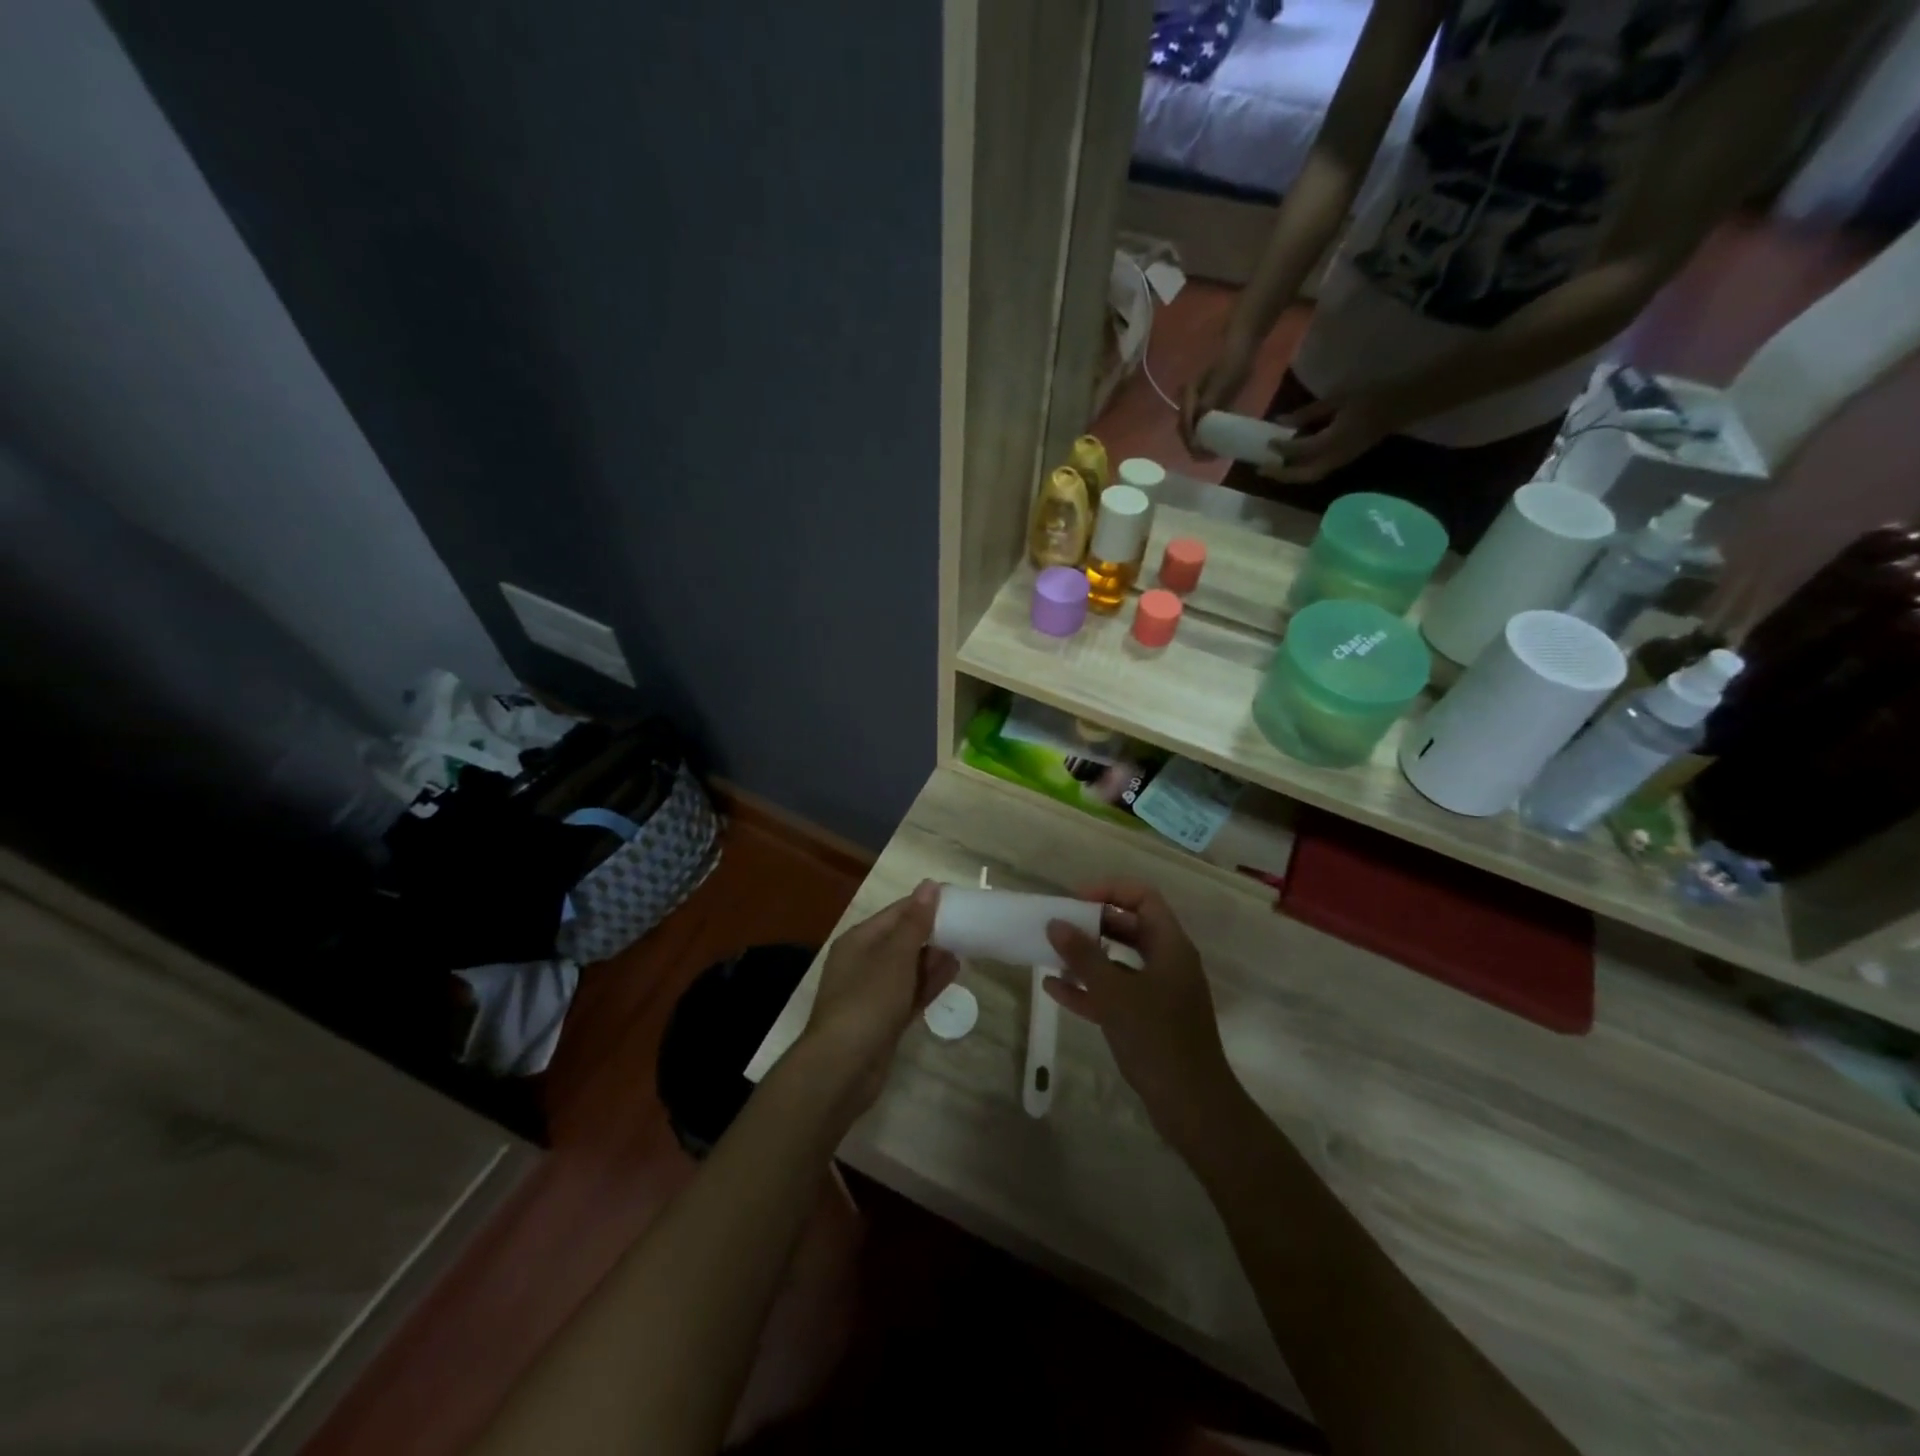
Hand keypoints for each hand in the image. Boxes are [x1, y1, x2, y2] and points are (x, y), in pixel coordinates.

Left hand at [801, 882, 959, 1112]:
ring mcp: (873, 993)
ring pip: (908, 967)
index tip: (958, 898)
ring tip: (966, 945)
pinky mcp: (884, 1020)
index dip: (925, 903)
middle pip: (902, 939)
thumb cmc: (868, 1000)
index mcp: (859, 940)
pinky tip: (954, 972)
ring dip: (934, 957)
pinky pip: (911, 992)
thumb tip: (930, 884)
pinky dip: (929, 981)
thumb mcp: (895, 955)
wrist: (843, 1066)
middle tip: (967, 924)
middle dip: (932, 931)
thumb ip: (915, 922)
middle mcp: (863, 962)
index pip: (896, 913)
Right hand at [1044, 881, 1240, 1155]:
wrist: (1192, 1106)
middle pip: (1130, 927)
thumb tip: (1056, 923)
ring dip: (1088, 957)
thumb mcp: (1114, 992)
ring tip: (1051, 955)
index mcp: (1171, 946)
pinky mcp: (1149, 1020)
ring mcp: (1159, 993)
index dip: (1109, 891)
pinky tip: (1055, 990)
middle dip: (1093, 924)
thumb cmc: (1157, 1038)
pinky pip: (1116, 993)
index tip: (1075, 900)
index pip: (1143, 898)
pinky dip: (1089, 989)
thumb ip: (1083, 956)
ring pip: (1120, 961)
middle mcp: (1168, 963)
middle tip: (1059, 926)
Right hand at [1179, 333, 1257, 453]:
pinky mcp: (1209, 404)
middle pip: (1186, 430)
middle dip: (1195, 446)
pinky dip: (1208, 435)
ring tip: (1211, 455)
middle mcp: (1188, 402)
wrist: (1241, 347)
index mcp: (1188, 398)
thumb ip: (1207, 406)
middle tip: (1207, 459)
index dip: (1191, 443)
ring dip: (1200, 443)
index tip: (1201, 455)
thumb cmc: (1231, 365)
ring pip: (1194, 429)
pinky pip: (1204, 424)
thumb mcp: (1220, 386)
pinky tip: (1217, 443)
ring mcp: (1198, 404)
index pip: (1185, 426)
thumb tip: (1198, 430)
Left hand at [1262, 392, 1398, 482]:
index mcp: (1334, 440)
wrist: (1403, 403)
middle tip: (1261, 469)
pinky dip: (1302, 471)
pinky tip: (1291, 462)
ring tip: (1272, 469)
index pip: (1300, 451)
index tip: (1267, 442)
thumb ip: (1308, 412)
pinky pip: (1319, 471)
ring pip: (1310, 477)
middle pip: (1303, 475)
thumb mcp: (1337, 398)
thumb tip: (1280, 422)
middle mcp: (1336, 457)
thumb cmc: (1371, 395)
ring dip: (1290, 476)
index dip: (1281, 448)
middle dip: (1281, 475)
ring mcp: (1342, 461)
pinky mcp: (1344, 460)